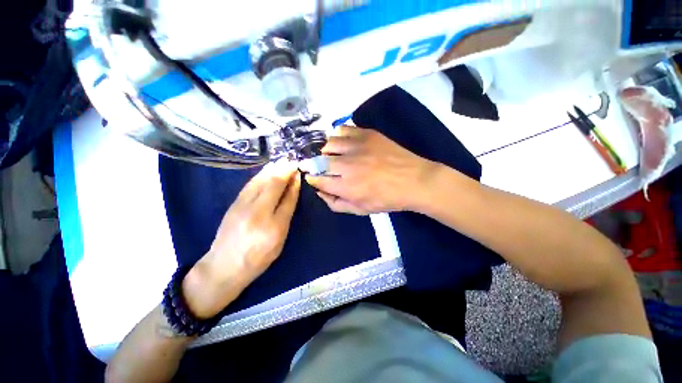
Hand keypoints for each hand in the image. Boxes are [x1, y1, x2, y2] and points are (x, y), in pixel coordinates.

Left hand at [183, 160, 300, 317]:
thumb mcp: (279, 242)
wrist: (223, 266)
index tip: (298, 174)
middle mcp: (259, 213)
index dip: (294, 184)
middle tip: (292, 162)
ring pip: (261, 181)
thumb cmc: (258, 259)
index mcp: (275, 227)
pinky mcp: (234, 204)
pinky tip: (267, 169)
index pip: (288, 199)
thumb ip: (286, 217)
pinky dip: (261, 175)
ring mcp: (243, 207)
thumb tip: (292, 194)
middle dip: (285, 171)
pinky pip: (250, 185)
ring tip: (282, 161)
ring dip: (273, 169)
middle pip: (274, 185)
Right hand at [306, 126, 438, 214]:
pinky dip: (338, 136)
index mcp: (346, 186)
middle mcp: (347, 165)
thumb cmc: (387, 199)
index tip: (314, 178)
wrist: (414, 181)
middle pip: (319, 161)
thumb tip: (320, 192)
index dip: (313, 179)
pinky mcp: (367, 134)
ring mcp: (357, 146)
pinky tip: (343, 143)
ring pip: (329, 143)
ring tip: (332, 156)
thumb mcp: (360, 210)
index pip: (317, 180)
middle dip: (315, 166)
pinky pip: (343, 129)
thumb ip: (336, 204)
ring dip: (326, 151)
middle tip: (322, 168)